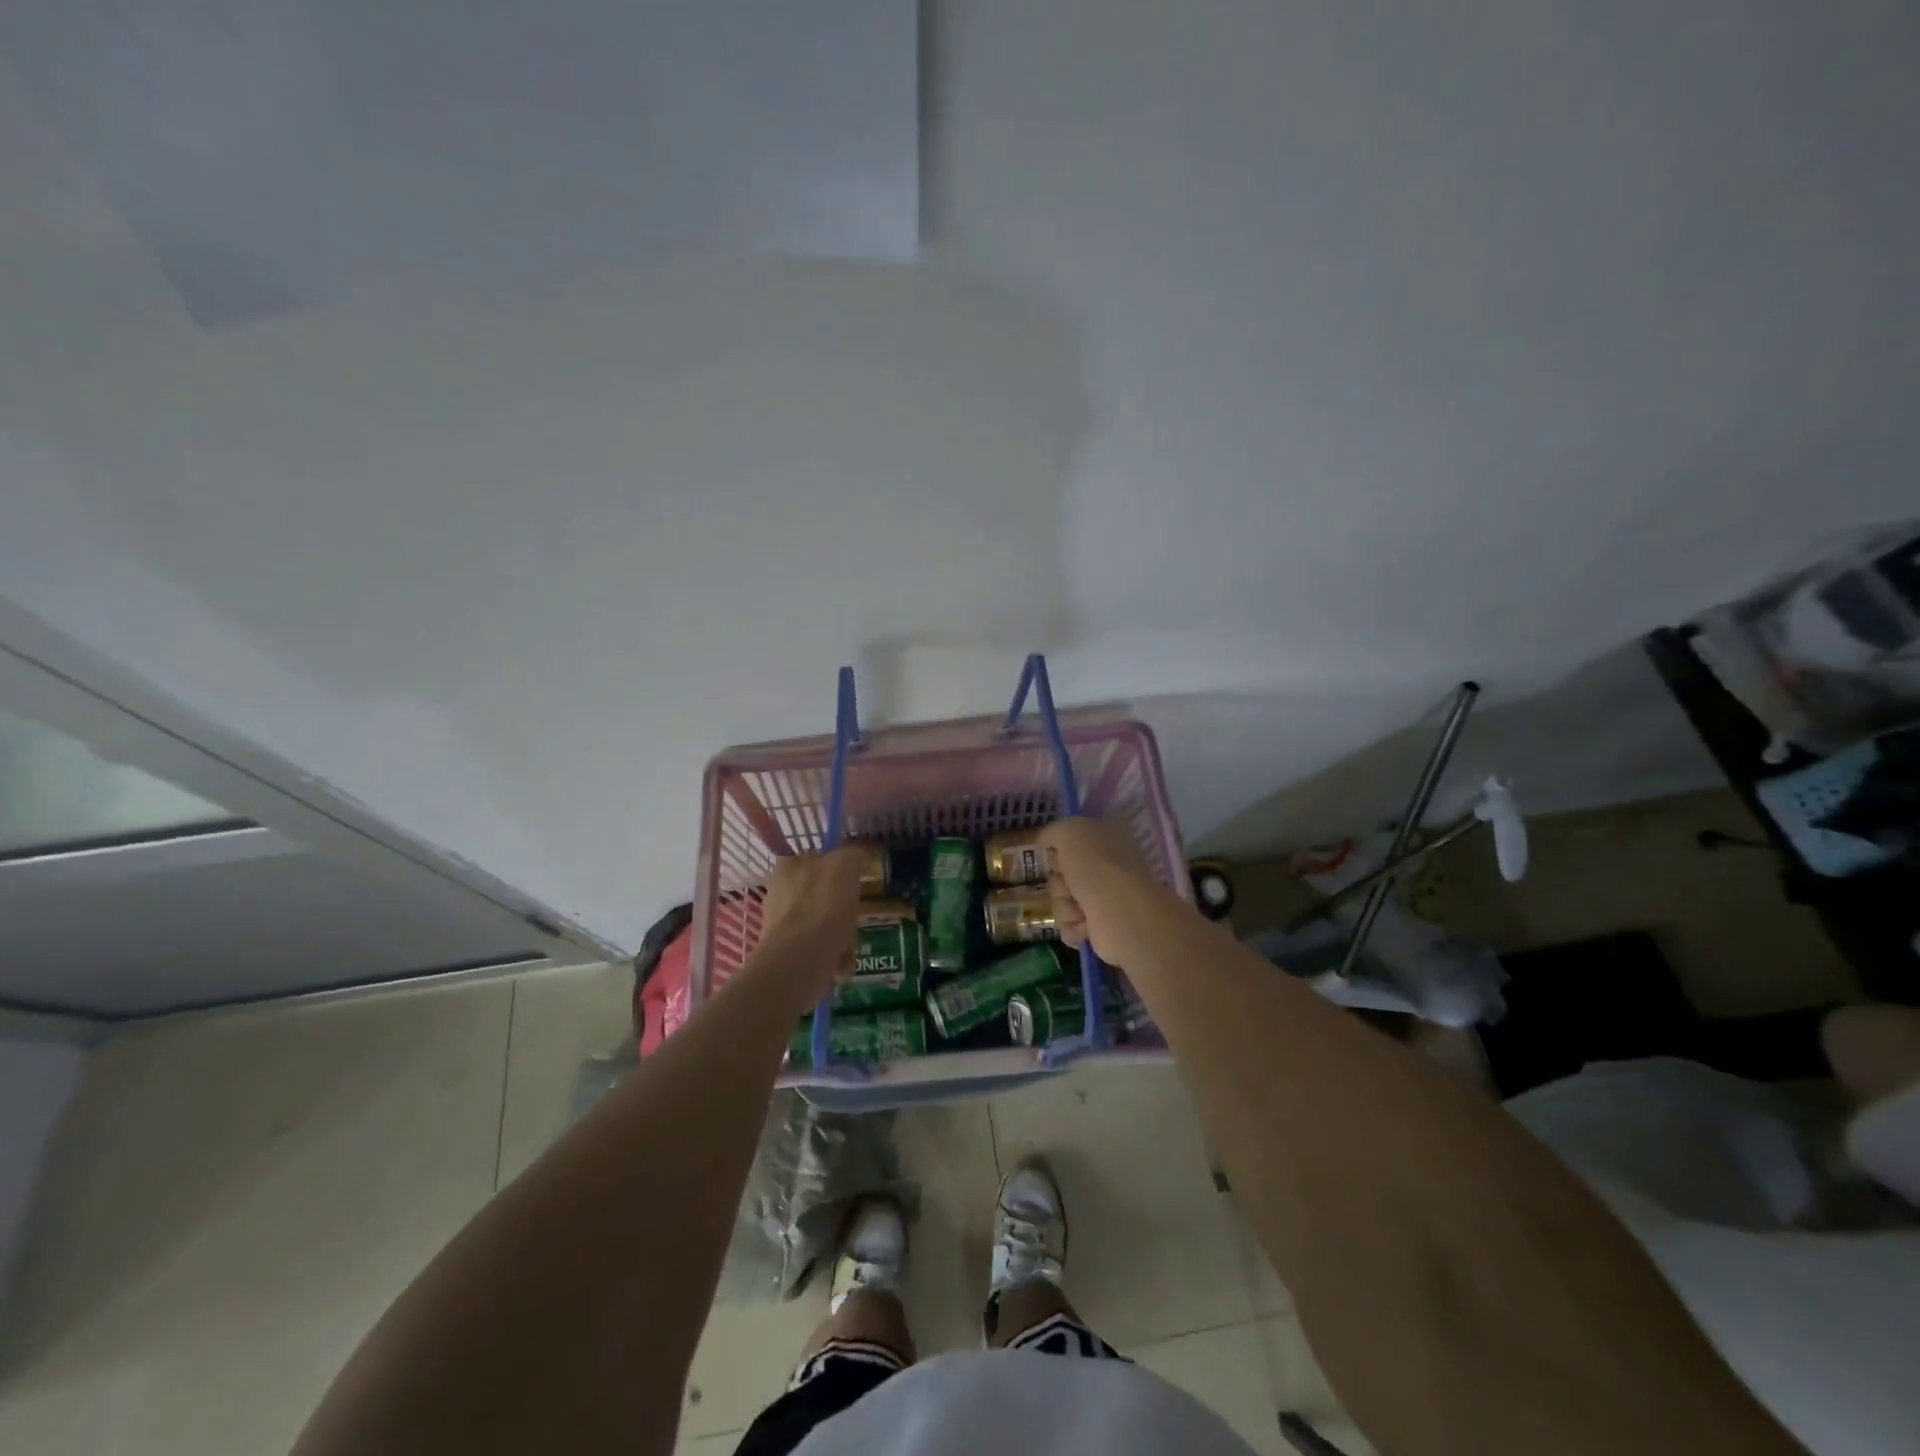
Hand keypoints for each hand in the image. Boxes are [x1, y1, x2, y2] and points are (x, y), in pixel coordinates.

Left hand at [751, 848, 866, 1008]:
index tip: (854, 879)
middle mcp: (779, 894)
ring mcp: (781, 926)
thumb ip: (852, 855)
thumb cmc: (824, 906)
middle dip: (841, 907)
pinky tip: (843, 963)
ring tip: (851, 945)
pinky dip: (833, 956)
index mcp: (787, 867)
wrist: (801, 960)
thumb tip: (858, 856)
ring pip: (821, 924)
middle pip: (819, 894)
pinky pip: (818, 950)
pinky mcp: (787, 954)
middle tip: (857, 914)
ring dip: (841, 934)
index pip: (812, 858)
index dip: (835, 867)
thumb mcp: (845, 865)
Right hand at [1036, 816, 1153, 963]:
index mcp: (1107, 838)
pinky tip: (1084, 927)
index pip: (1072, 840)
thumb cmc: (1095, 866)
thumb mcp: (1069, 832)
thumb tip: (1046, 844)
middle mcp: (1107, 866)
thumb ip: (1053, 832)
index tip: (1056, 856)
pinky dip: (1072, 927)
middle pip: (1062, 873)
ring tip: (1080, 911)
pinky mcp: (1101, 927)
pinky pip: (1069, 925)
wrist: (1120, 913)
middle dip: (1059, 882)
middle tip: (1069, 885)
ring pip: (1062, 900)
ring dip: (1064, 906)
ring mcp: (1105, 897)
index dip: (1059, 849)